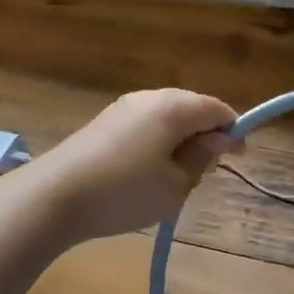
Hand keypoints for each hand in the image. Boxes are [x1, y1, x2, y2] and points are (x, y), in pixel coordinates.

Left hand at [31, 90, 239, 242]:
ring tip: (176, 174)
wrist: (55, 196)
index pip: (217, 109)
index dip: (233, 131)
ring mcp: (124, 106)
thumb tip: (217, 139)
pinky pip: (145, 123)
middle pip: (192, 107)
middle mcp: (151, 97)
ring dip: (180, 138)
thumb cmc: (126, 192)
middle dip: (206, 133)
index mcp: (175, 107)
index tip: (237, 158)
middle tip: (207, 170)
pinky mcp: (105, 121)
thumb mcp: (176, 185)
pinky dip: (157, 140)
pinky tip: (148, 169)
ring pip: (167, 116)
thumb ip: (202, 159)